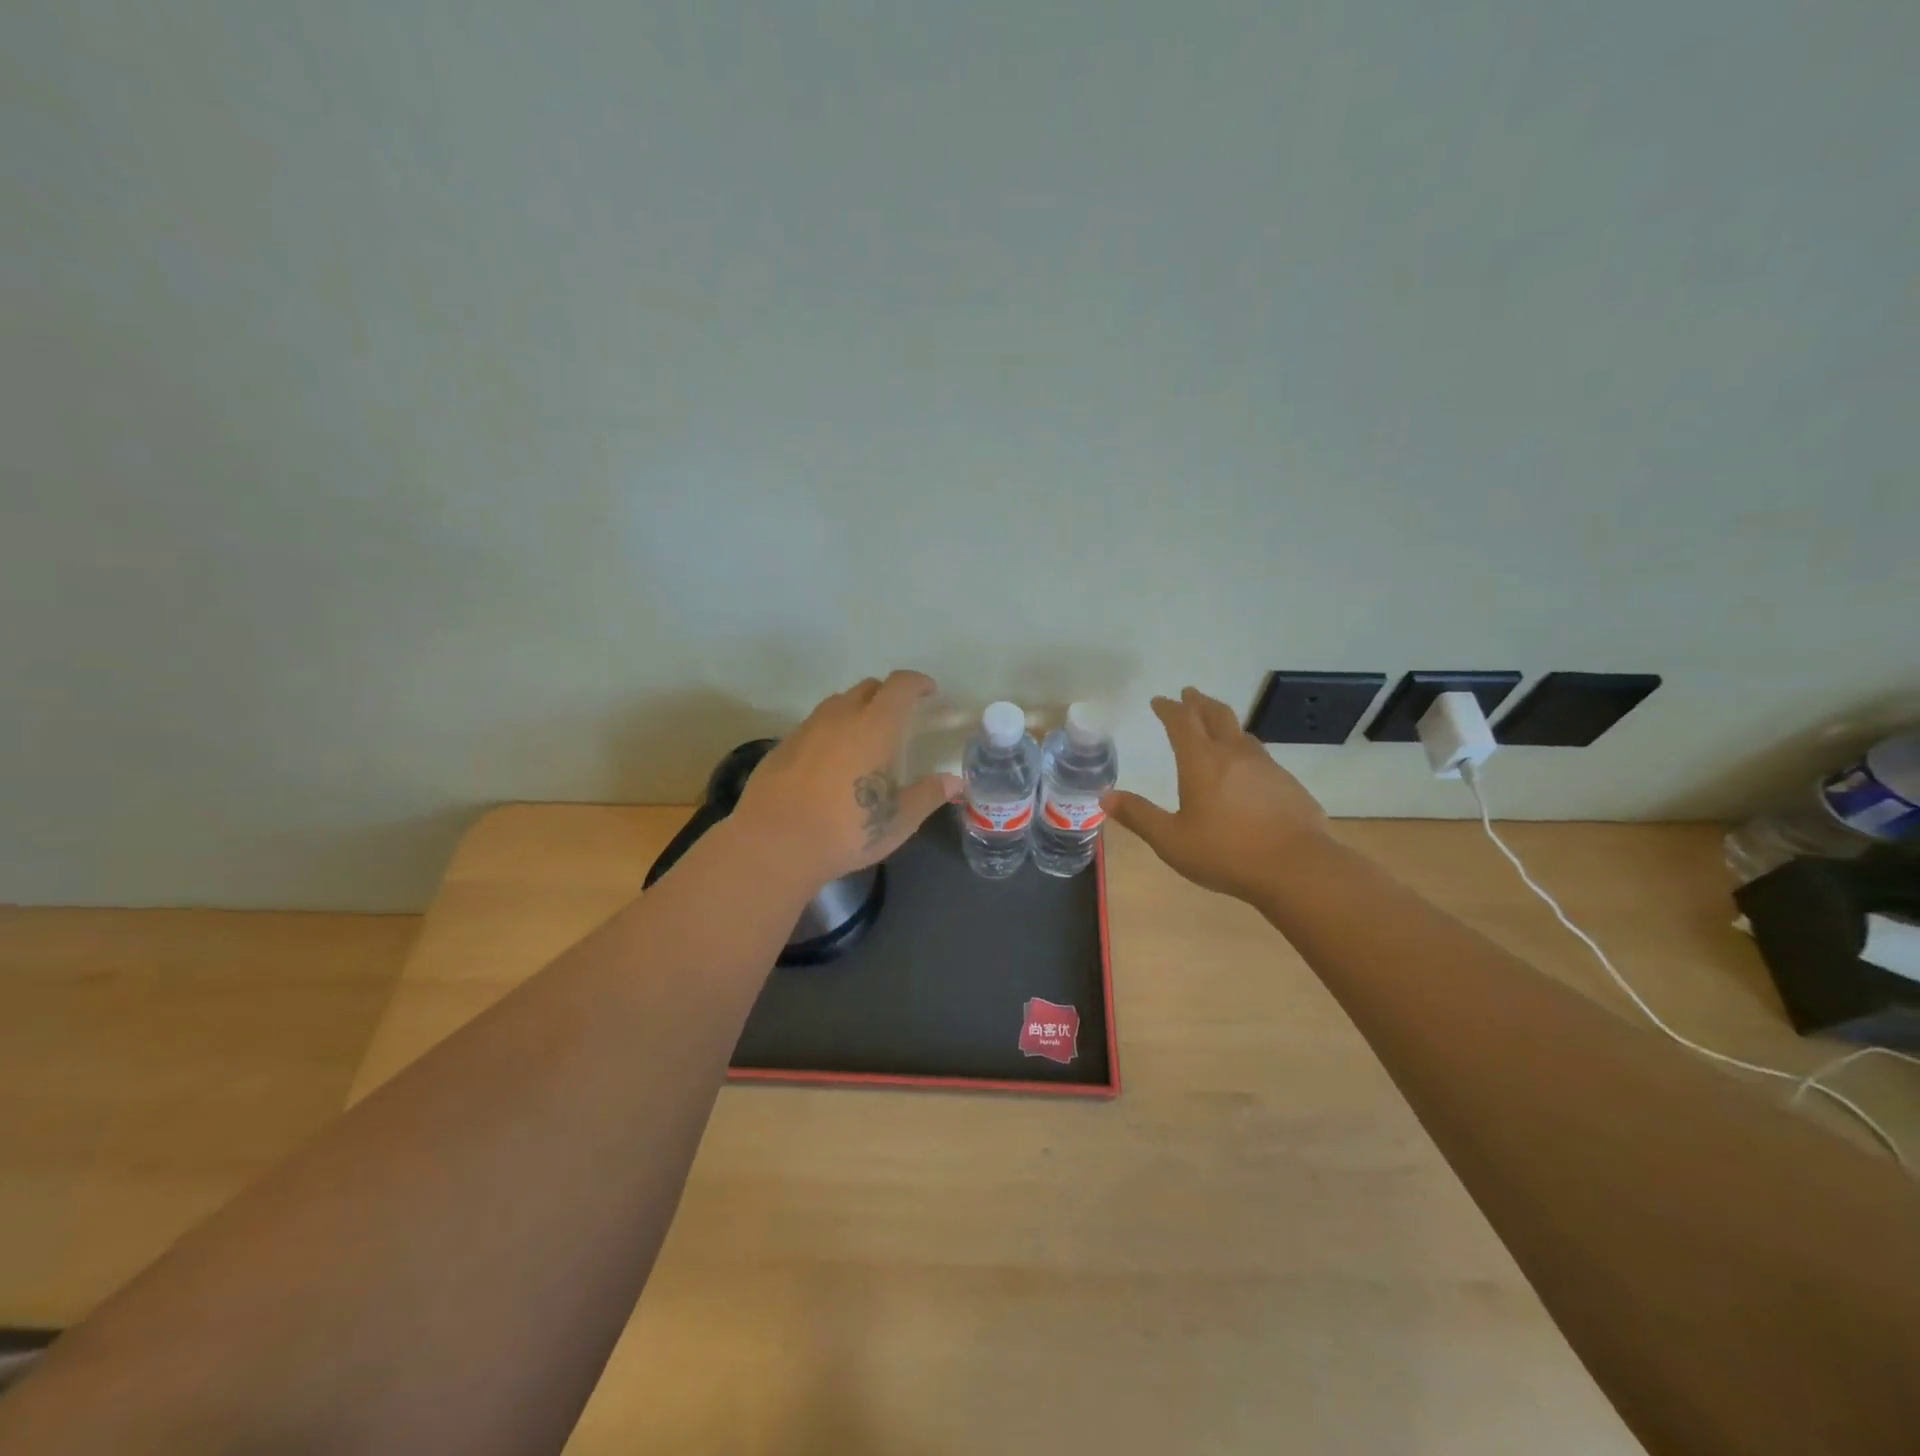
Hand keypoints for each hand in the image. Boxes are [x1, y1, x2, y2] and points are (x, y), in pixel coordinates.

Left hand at [732, 670, 962, 886]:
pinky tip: (832, 761)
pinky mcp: (783, 745)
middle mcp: (840, 717)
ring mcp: (807, 728)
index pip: (900, 685)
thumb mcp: (898, 820)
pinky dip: (831, 730)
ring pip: (838, 703)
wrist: (775, 844)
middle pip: (869, 688)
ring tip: (866, 738)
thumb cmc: (847, 831)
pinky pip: (815, 724)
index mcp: (875, 727)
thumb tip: (954, 782)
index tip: (930, 693)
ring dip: (858, 709)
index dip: (918, 683)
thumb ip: (928, 795)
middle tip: (901, 718)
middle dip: (889, 695)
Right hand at [1104, 687, 1330, 902]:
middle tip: (1189, 695)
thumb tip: (1106, 796)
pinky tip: (1246, 769)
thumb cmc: (1226, 853)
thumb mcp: (1171, 840)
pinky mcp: (1287, 784)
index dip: (1169, 708)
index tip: (1159, 701)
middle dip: (1199, 703)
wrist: (1298, 868)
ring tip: (1216, 726)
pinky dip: (1244, 750)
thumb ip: (1139, 816)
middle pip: (1216, 715)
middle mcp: (1234, 754)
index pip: (1182, 722)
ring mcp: (1266, 767)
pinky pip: (1260, 756)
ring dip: (1224, 723)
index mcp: (1201, 762)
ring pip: (1241, 733)